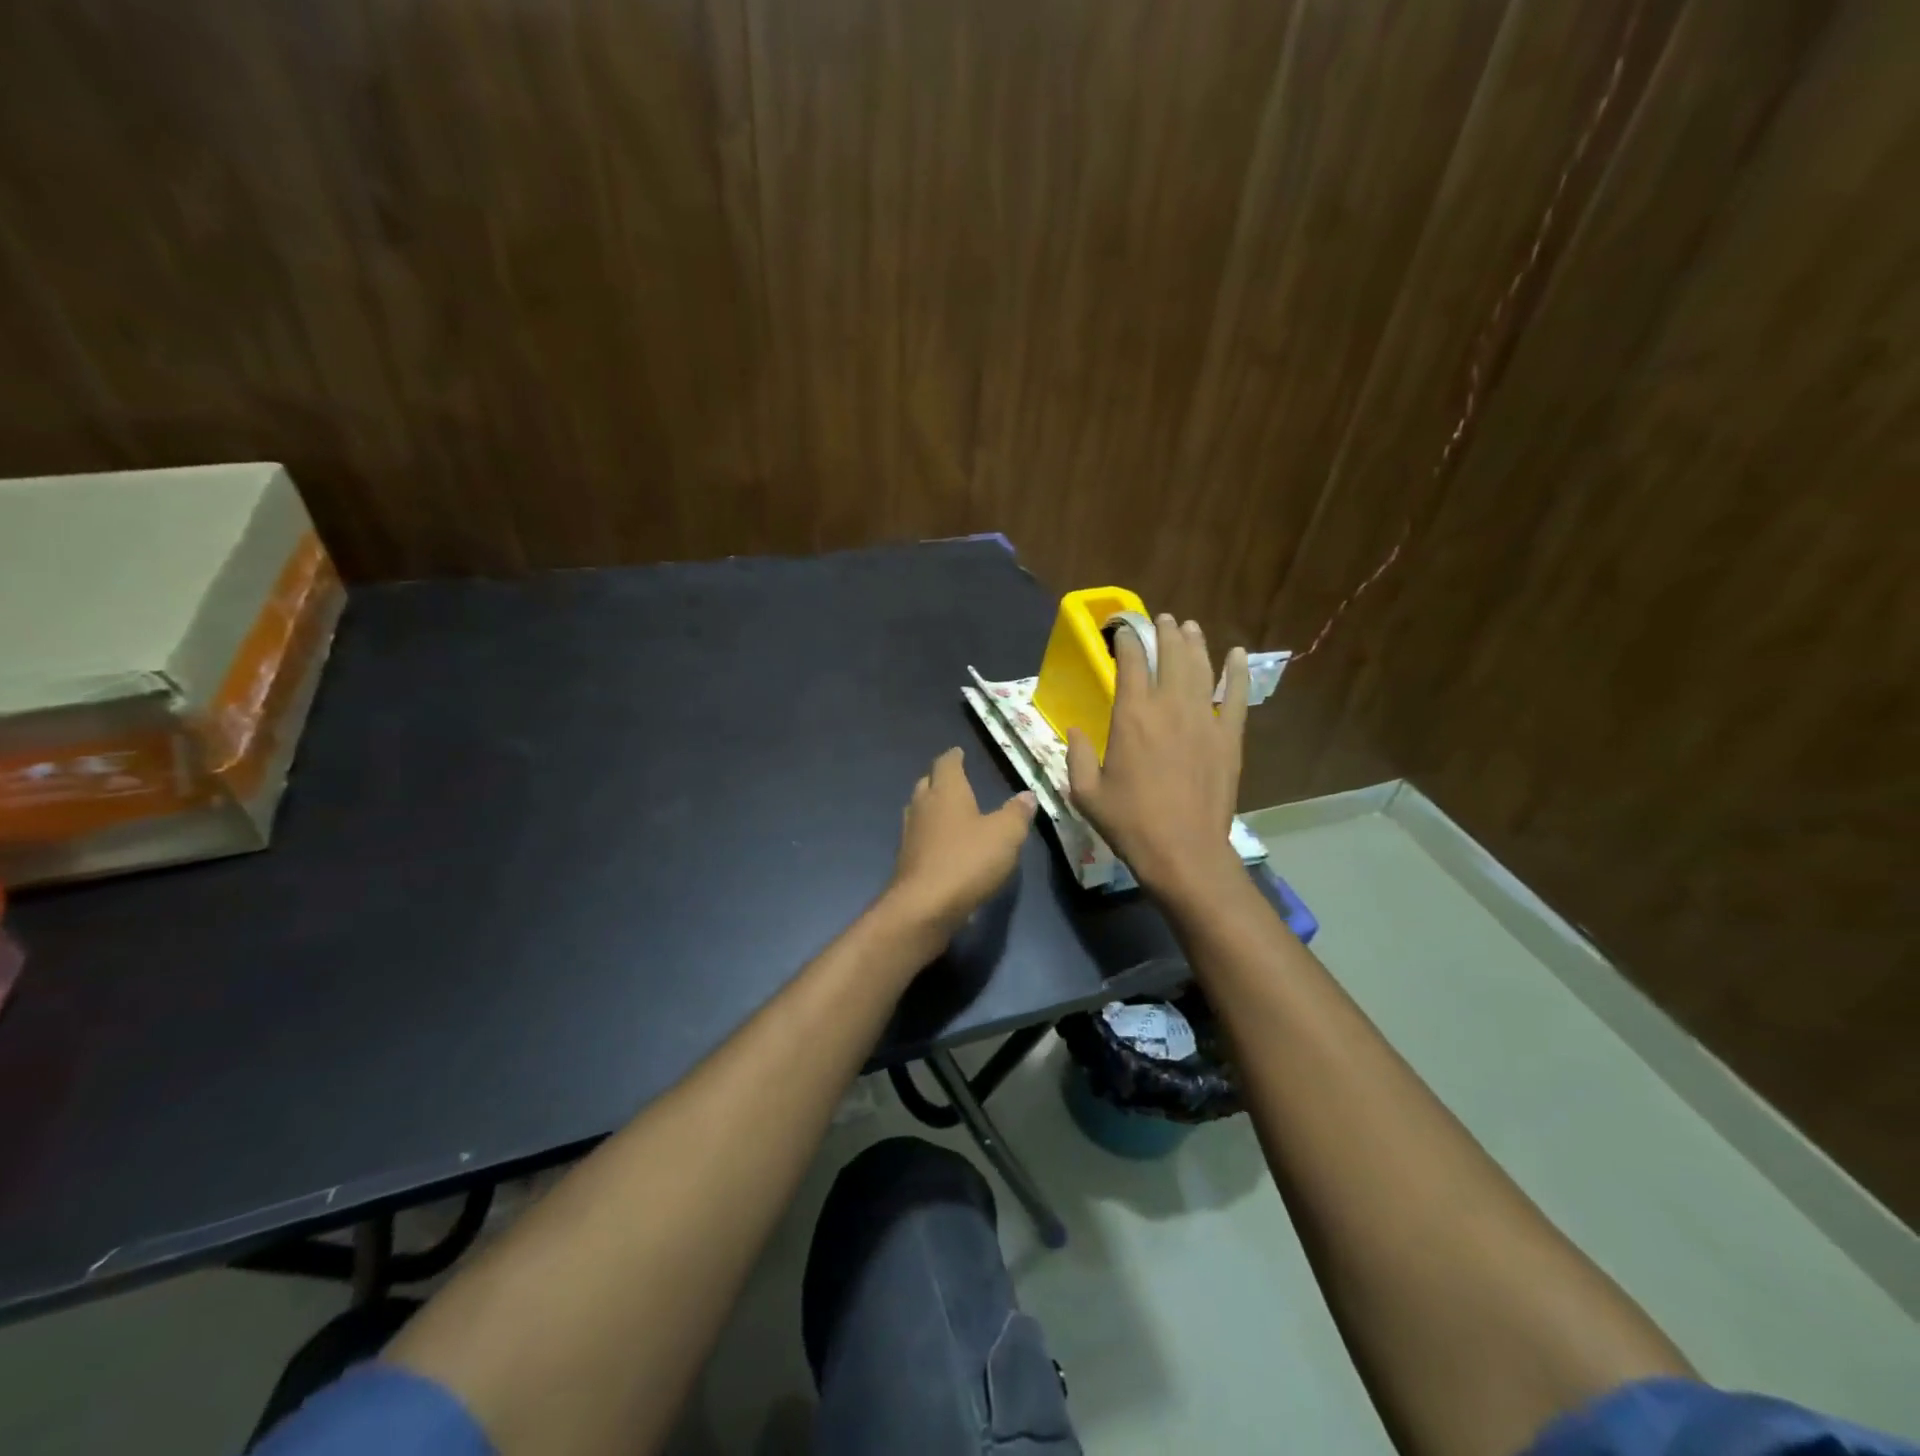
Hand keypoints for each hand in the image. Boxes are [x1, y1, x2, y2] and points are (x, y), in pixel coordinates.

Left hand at [888, 748, 1035, 934]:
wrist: (924, 906)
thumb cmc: (968, 861)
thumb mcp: (1005, 835)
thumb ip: (1017, 813)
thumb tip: (1027, 795)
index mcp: (946, 791)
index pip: (946, 763)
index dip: (954, 757)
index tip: (959, 752)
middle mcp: (923, 806)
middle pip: (927, 783)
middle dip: (940, 780)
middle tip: (955, 780)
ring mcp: (910, 834)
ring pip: (919, 810)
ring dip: (932, 807)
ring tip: (949, 811)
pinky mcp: (906, 861)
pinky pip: (919, 837)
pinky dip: (930, 835)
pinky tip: (943, 846)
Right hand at [1066, 613, 1247, 901]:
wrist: (1183, 850)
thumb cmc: (1129, 822)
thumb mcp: (1085, 792)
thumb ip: (1076, 755)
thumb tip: (1076, 731)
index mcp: (1131, 717)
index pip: (1130, 663)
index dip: (1127, 641)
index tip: (1122, 631)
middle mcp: (1169, 707)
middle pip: (1170, 656)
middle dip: (1164, 632)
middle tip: (1161, 619)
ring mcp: (1204, 720)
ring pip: (1201, 668)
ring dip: (1194, 643)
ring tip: (1189, 626)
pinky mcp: (1229, 738)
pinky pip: (1237, 696)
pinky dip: (1237, 673)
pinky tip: (1237, 653)